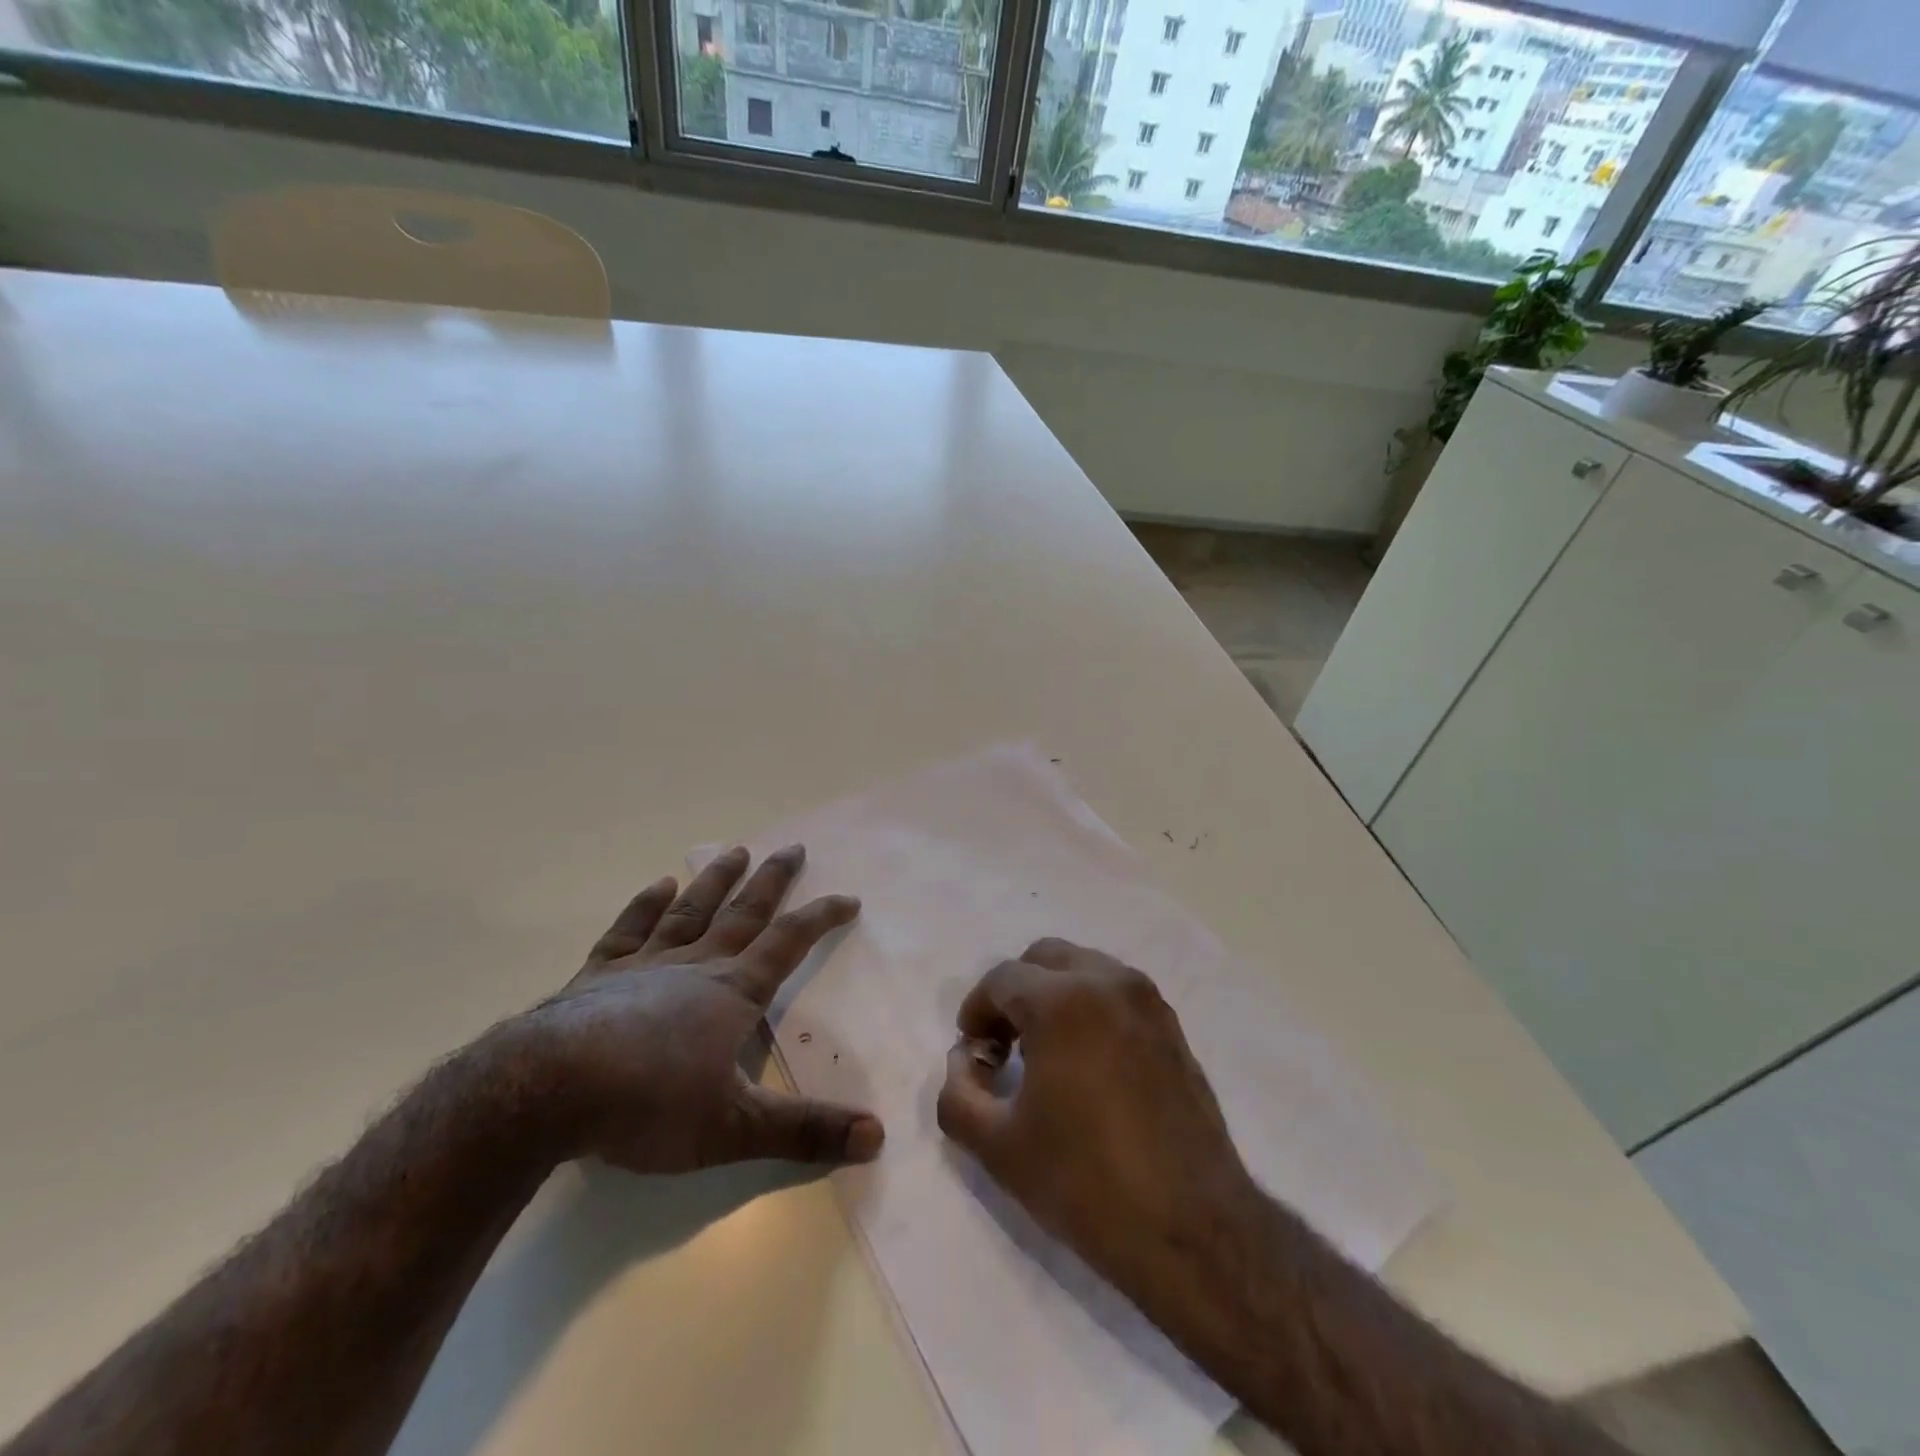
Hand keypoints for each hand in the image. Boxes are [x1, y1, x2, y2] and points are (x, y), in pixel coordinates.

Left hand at [516, 844, 882, 1173]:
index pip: (790, 943)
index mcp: (733, 992)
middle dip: (773, 881)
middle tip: (793, 847)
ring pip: (691, 910)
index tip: (849, 898)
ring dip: (717, 880)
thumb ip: (806, 1132)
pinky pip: (629, 931)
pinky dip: (645, 906)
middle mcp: (696, 966)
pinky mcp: (599, 975)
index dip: (822, 918)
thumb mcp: (736, 1128)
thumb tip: (878, 1136)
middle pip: (744, 913)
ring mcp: (645, 965)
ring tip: (737, 850)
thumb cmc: (649, 1105)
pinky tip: (659, 886)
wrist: (548, 1090)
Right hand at [935, 938, 1260, 1310]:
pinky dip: (1090, 1008)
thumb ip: (957, 1093)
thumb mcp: (998, 1146)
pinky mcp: (1173, 1027)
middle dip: (1015, 992)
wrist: (1191, 1229)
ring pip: (1085, 969)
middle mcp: (1108, 982)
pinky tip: (1087, 1065)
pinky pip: (1117, 994)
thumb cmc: (1085, 1182)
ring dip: (1054, 995)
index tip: (974, 1054)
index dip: (976, 1011)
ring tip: (1045, 1054)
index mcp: (1063, 1001)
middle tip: (1003, 1045)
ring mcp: (1148, 1001)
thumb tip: (964, 1061)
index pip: (1002, 979)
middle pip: (1044, 958)